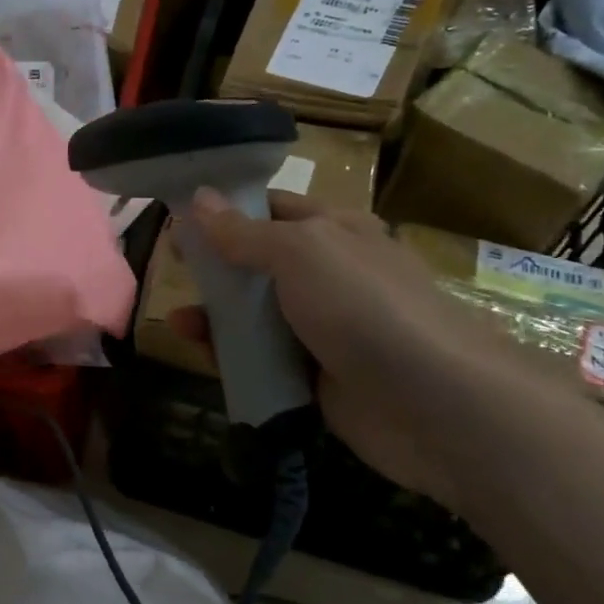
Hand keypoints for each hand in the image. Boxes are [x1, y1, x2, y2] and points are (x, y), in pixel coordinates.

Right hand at [173, 189, 539, 510]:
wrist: (433, 405)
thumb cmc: (365, 307)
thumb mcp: (301, 252)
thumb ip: (244, 232)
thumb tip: (198, 198)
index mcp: (334, 232)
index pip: (270, 209)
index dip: (224, 209)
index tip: (176, 216)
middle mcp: (328, 275)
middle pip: (257, 262)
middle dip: (214, 264)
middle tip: (170, 266)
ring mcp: (322, 328)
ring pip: (255, 314)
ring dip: (216, 313)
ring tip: (178, 320)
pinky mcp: (313, 376)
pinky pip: (261, 358)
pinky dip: (230, 354)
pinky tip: (199, 351)